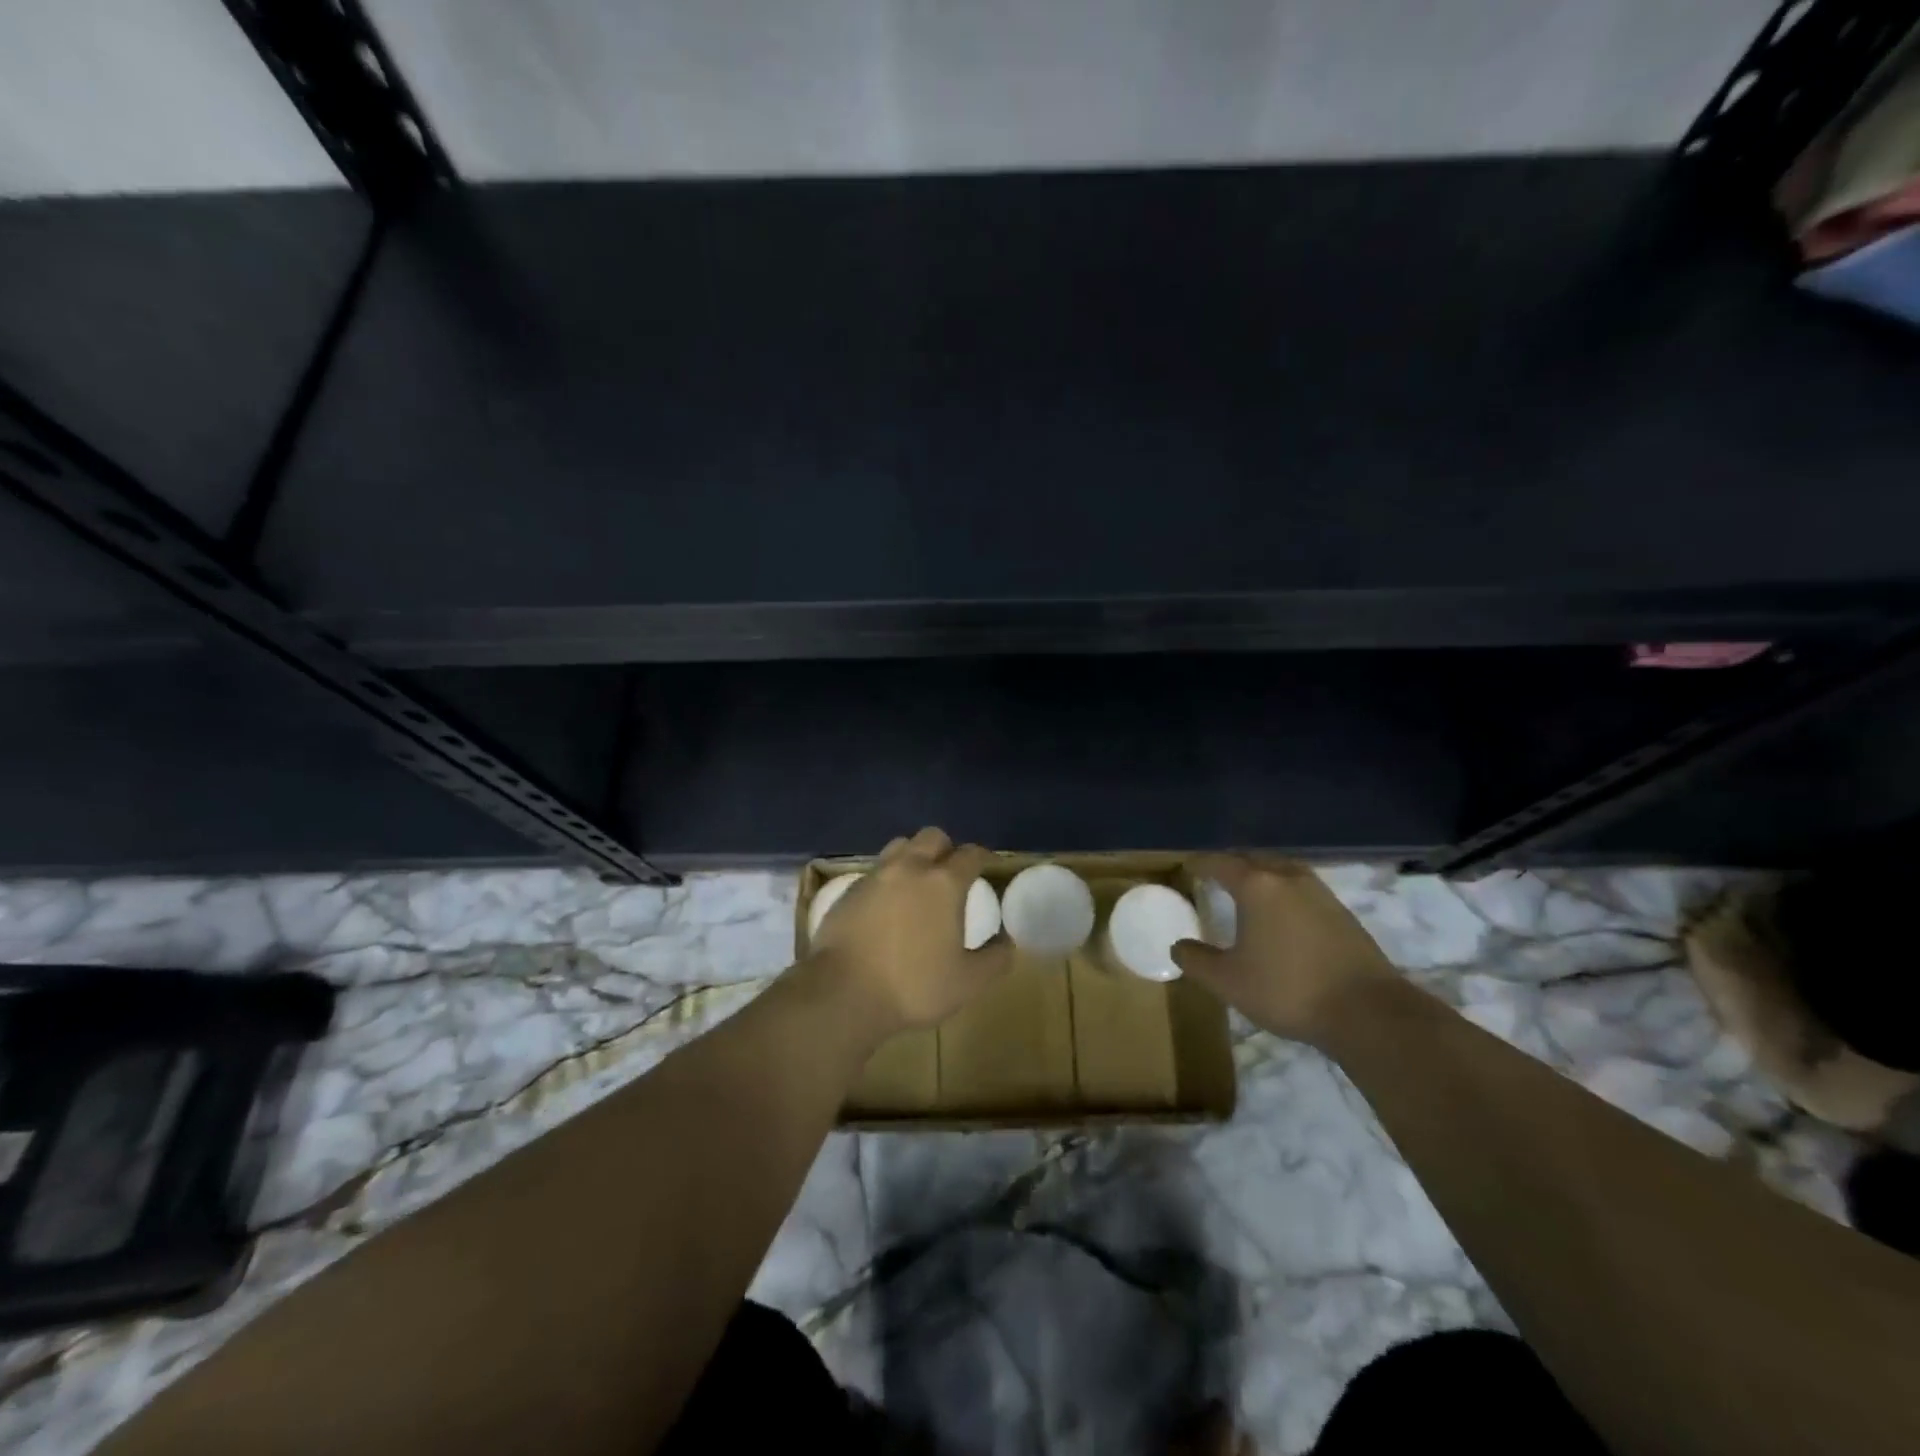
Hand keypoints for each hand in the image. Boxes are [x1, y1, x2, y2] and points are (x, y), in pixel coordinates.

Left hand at [806, 827, 1011, 1034]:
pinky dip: (887, 879)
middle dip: (946, 848)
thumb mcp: (967, 982)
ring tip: (917, 883)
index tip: (987, 867)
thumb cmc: (913, 985)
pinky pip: (875, 871)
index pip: (970, 854)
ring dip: (914, 856)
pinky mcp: (848, 890)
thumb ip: (995, 960)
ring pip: (900, 846)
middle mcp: (910, 868)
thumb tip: (1007, 942)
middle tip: (951, 873)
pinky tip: (886, 905)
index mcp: (944, 883)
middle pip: (932, 837)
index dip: (982, 857)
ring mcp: (875, 876)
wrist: (842, 992)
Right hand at [1172, 854, 1399, 1044]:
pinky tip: (1282, 913)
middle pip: (1254, 859)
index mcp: (1257, 886)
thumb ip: (1197, 961)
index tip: (1188, 866)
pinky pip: (1302, 889)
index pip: (1221, 863)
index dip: (1201, 864)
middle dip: (1232, 864)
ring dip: (1262, 874)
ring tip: (1248, 890)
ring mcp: (1320, 894)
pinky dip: (1284, 891)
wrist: (1367, 1012)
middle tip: (1215, 874)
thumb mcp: (1228, 981)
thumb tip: (1178, 946)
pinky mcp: (1342, 914)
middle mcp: (1288, 879)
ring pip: (1282, 871)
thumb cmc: (1287, 989)